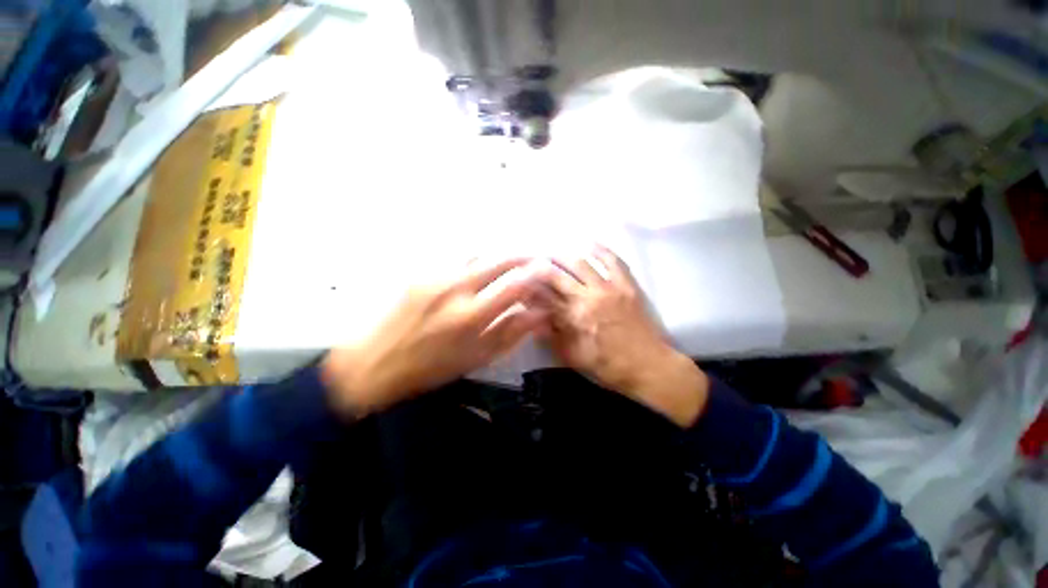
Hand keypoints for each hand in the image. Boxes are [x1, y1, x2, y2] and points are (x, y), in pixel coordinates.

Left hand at [321, 258, 545, 415]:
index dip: (536, 273)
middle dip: (522, 256)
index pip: (515, 283)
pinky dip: (476, 263)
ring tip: (508, 265)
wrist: (375, 362)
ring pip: (478, 255)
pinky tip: (477, 273)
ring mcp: (436, 276)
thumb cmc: (432, 368)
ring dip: (498, 257)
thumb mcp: (478, 357)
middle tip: (533, 259)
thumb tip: (540, 313)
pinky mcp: (422, 273)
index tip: (546, 271)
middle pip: (498, 259)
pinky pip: (457, 260)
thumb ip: (512, 332)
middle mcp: (456, 288)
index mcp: (472, 315)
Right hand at [540, 246, 709, 427]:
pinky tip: (589, 243)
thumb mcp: (574, 358)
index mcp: (572, 318)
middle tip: (531, 263)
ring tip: (553, 253)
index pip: (543, 297)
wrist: (648, 366)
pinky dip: (601, 250)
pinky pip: (613, 262)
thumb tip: (533, 320)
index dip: (529, 289)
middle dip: (540, 268)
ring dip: (564, 257)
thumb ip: (553, 338)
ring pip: (581, 264)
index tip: (521, 283)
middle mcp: (586, 298)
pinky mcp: (626, 285)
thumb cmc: (608, 366)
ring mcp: (608, 288)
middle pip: (557, 276)